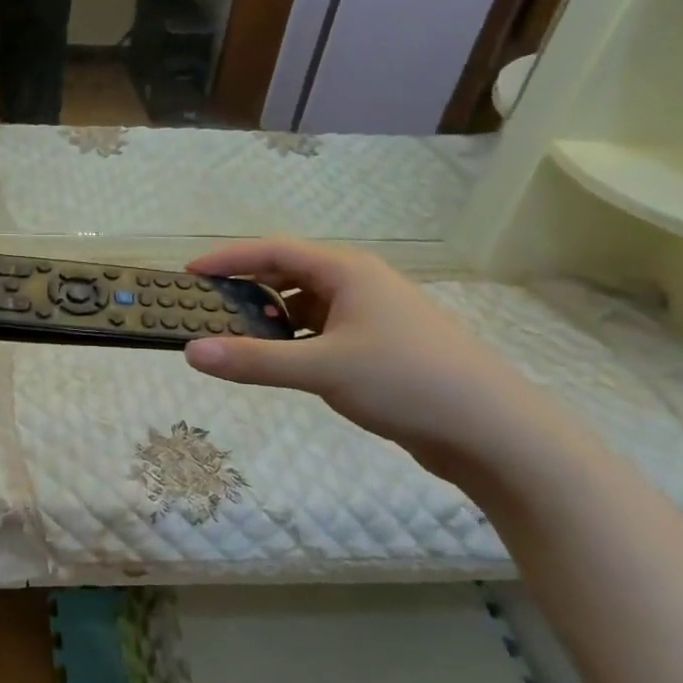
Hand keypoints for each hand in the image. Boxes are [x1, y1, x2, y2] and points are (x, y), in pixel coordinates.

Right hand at [181, 239, 568, 483]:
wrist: (493, 431)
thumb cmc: (405, 381)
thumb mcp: (321, 368)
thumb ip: (253, 360)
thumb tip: (191, 352)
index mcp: (347, 271)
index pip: (273, 250)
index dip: (228, 258)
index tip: (189, 273)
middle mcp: (360, 284)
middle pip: (290, 274)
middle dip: (248, 289)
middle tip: (208, 309)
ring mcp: (375, 315)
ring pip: (309, 306)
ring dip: (273, 319)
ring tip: (239, 340)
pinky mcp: (384, 347)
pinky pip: (326, 332)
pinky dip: (297, 341)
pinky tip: (283, 363)